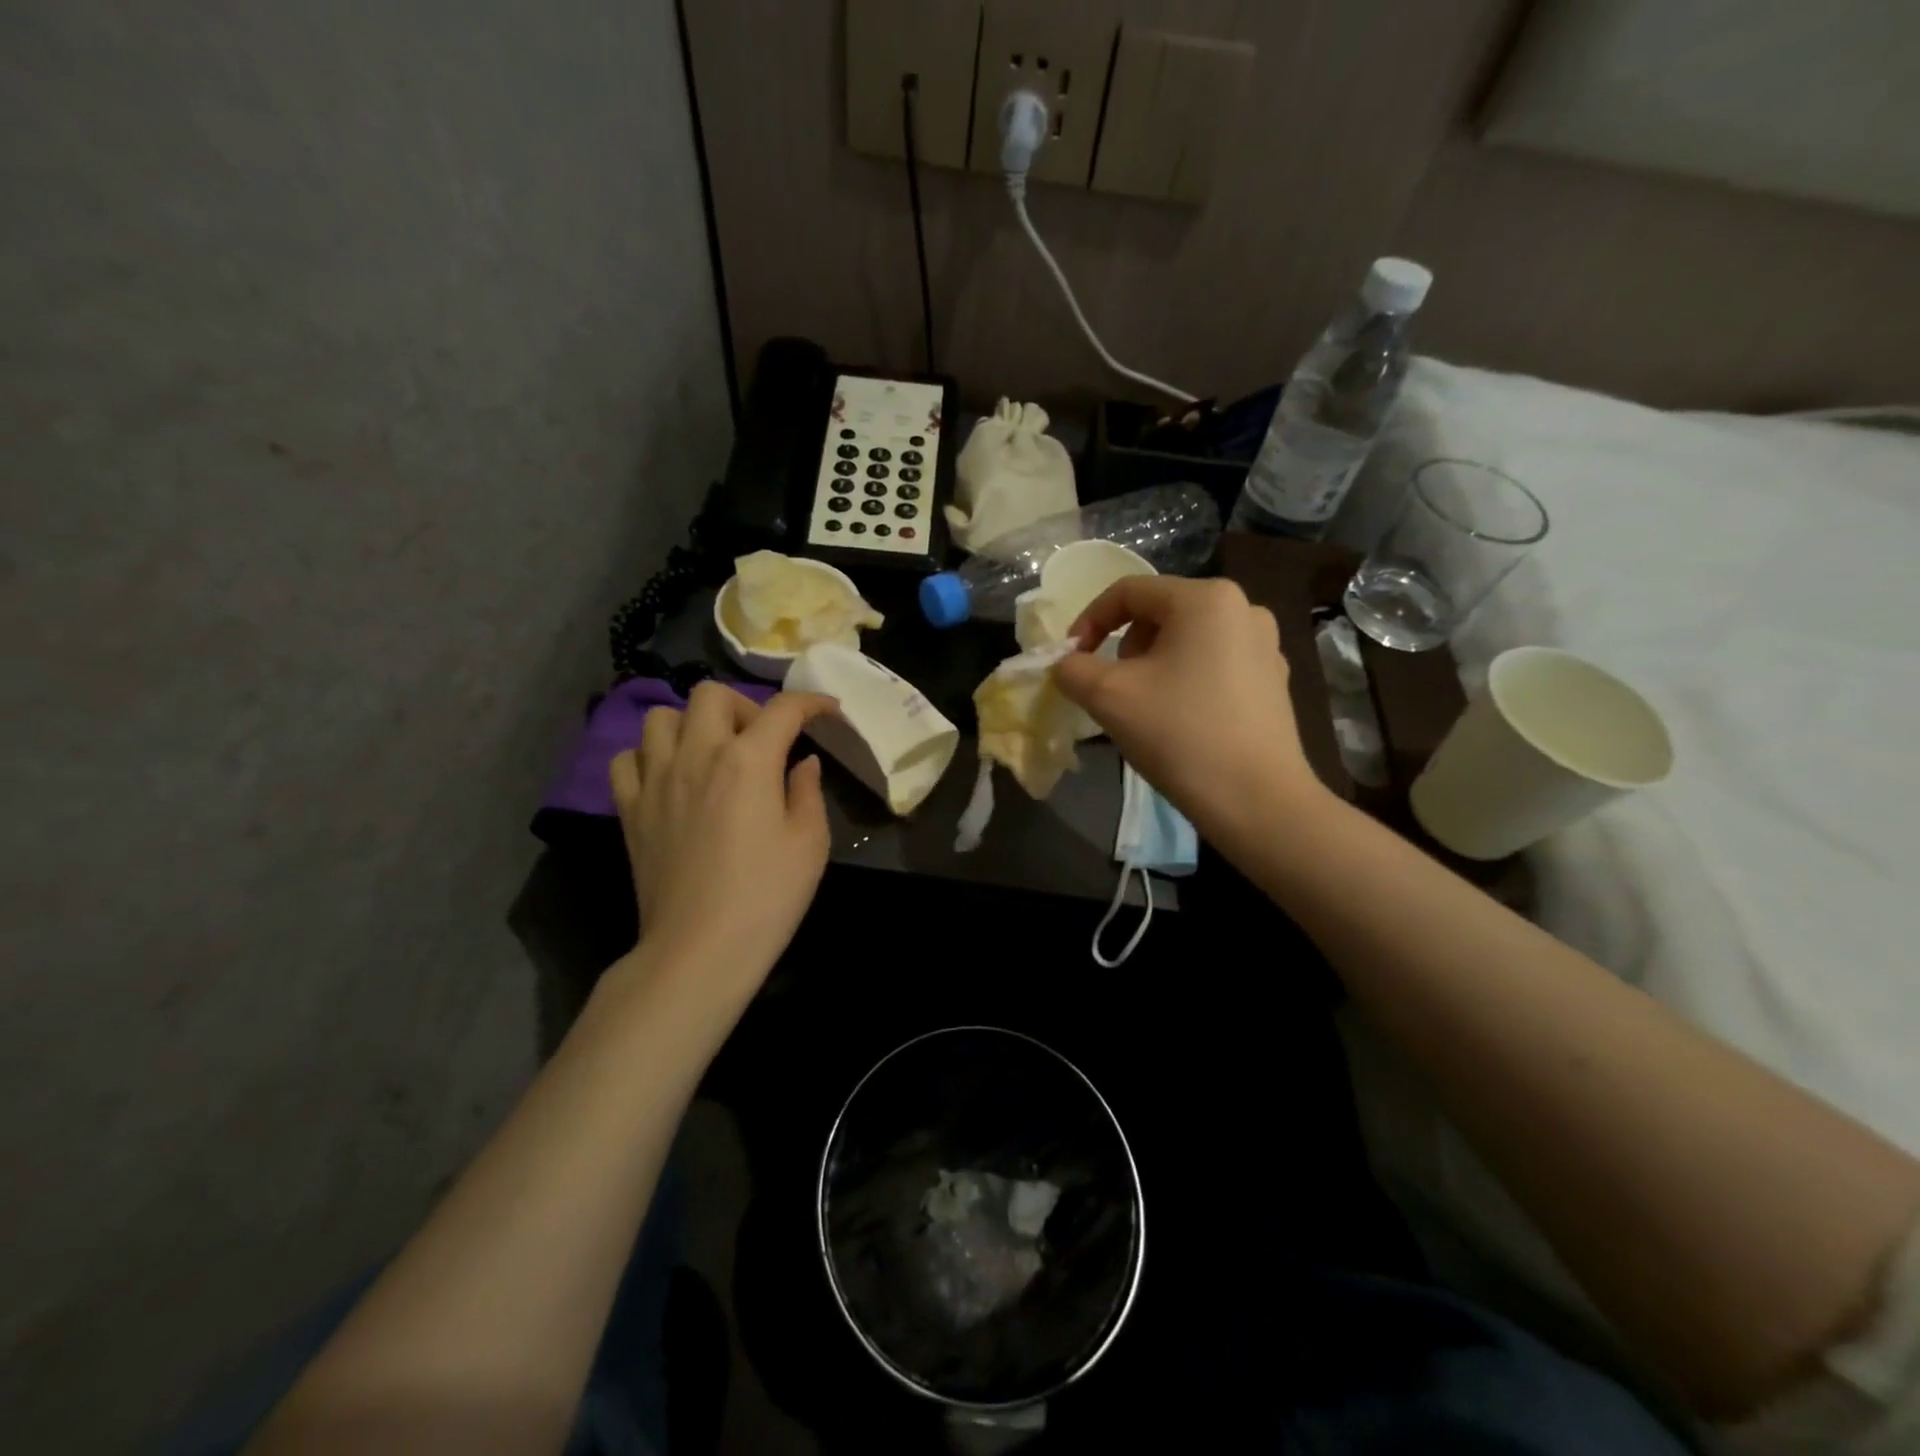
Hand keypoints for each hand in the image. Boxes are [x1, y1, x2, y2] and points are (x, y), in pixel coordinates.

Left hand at [610, 685, 836, 1003]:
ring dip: (691, 725)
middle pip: (711, 694)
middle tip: (761, 741)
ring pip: (661, 717)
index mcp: (748, 761)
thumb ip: (807, 792)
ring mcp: (656, 780)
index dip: (811, 702)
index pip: (783, 709)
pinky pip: (626, 759)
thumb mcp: (810, 844)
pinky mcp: (629, 809)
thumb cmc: (766, 897)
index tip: (828, 711)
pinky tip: (669, 778)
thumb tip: (802, 763)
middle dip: (744, 706)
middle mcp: (697, 755)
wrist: (699, 949)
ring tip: (711, 754)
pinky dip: (648, 757)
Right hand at [1054, 576, 1322, 839]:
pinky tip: (1180, 721)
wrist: (1255, 800)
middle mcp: (1243, 609)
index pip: (1128, 591)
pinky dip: (1185, 681)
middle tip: (1111, 688)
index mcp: (1205, 598)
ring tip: (1144, 707)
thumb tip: (1067, 664)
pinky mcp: (1273, 681)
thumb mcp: (1107, 696)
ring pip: (1187, 640)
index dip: (1088, 620)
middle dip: (1124, 646)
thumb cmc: (1179, 734)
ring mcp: (1265, 645)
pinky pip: (1214, 664)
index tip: (1071, 659)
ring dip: (1153, 665)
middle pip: (1160, 613)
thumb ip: (1072, 669)